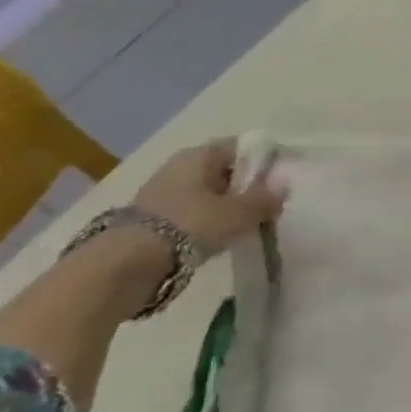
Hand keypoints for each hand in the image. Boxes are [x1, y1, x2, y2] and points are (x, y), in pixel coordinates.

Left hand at [129, 142, 287, 259]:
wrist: (127, 263)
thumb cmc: (190, 224)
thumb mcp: (239, 213)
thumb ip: (264, 199)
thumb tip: (283, 188)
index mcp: (201, 153)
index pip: (241, 148)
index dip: (263, 163)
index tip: (280, 183)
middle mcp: (180, 166)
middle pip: (224, 171)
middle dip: (245, 188)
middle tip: (267, 208)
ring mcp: (164, 192)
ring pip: (208, 194)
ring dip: (226, 207)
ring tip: (246, 226)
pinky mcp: (153, 218)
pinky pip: (193, 213)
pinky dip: (208, 222)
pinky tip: (220, 238)